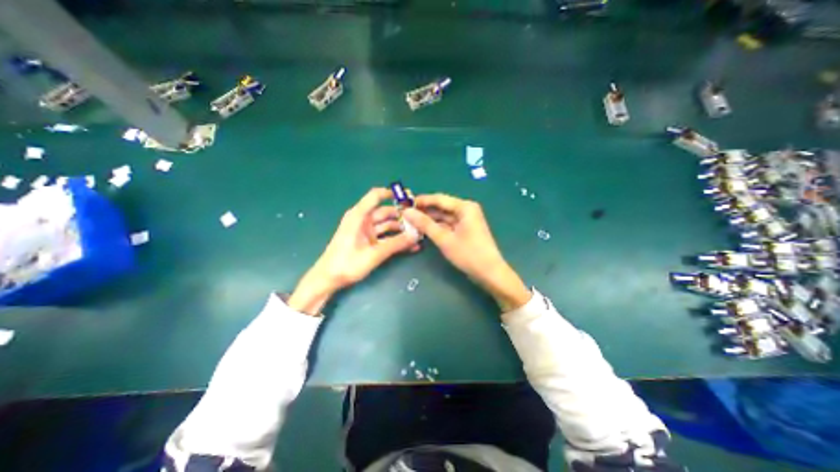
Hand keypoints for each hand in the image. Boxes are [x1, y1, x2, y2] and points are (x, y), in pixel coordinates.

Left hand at [289, 185, 418, 315]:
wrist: (328, 279)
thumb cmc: (347, 263)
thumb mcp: (374, 254)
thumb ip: (396, 244)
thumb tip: (416, 235)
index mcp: (359, 216)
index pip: (376, 196)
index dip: (391, 193)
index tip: (408, 197)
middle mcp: (363, 220)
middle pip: (386, 212)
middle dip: (402, 216)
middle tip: (420, 221)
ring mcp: (366, 231)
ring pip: (387, 226)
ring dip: (401, 230)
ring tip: (418, 235)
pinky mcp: (368, 241)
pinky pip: (385, 237)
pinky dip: (396, 240)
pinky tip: (410, 246)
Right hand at [402, 194, 530, 311]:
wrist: (490, 273)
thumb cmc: (468, 254)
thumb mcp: (444, 238)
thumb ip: (425, 224)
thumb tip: (407, 212)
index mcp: (464, 207)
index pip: (438, 199)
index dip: (421, 201)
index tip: (404, 203)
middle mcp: (466, 209)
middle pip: (441, 207)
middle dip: (424, 211)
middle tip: (405, 214)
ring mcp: (466, 220)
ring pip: (444, 216)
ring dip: (429, 220)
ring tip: (411, 222)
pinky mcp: (465, 230)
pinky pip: (448, 224)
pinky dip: (437, 227)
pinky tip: (424, 230)